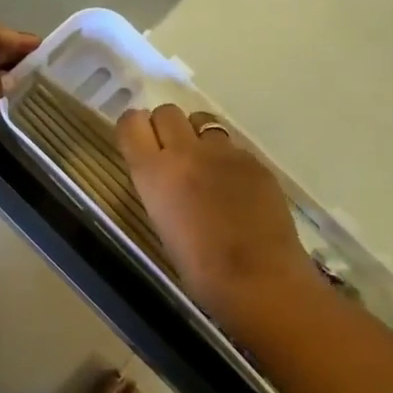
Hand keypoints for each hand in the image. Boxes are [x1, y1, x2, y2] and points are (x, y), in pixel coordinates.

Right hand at [116, 104, 314, 327]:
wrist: (261, 281)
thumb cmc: (201, 270)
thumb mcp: (162, 225)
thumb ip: (159, 189)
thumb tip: (163, 177)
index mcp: (153, 172)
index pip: (131, 123)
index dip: (134, 128)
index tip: (138, 142)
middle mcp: (185, 152)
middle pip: (167, 111)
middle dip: (166, 127)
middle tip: (173, 154)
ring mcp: (224, 152)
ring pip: (203, 122)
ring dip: (198, 136)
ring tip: (206, 166)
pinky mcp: (255, 161)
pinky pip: (233, 147)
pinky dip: (228, 160)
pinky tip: (238, 189)